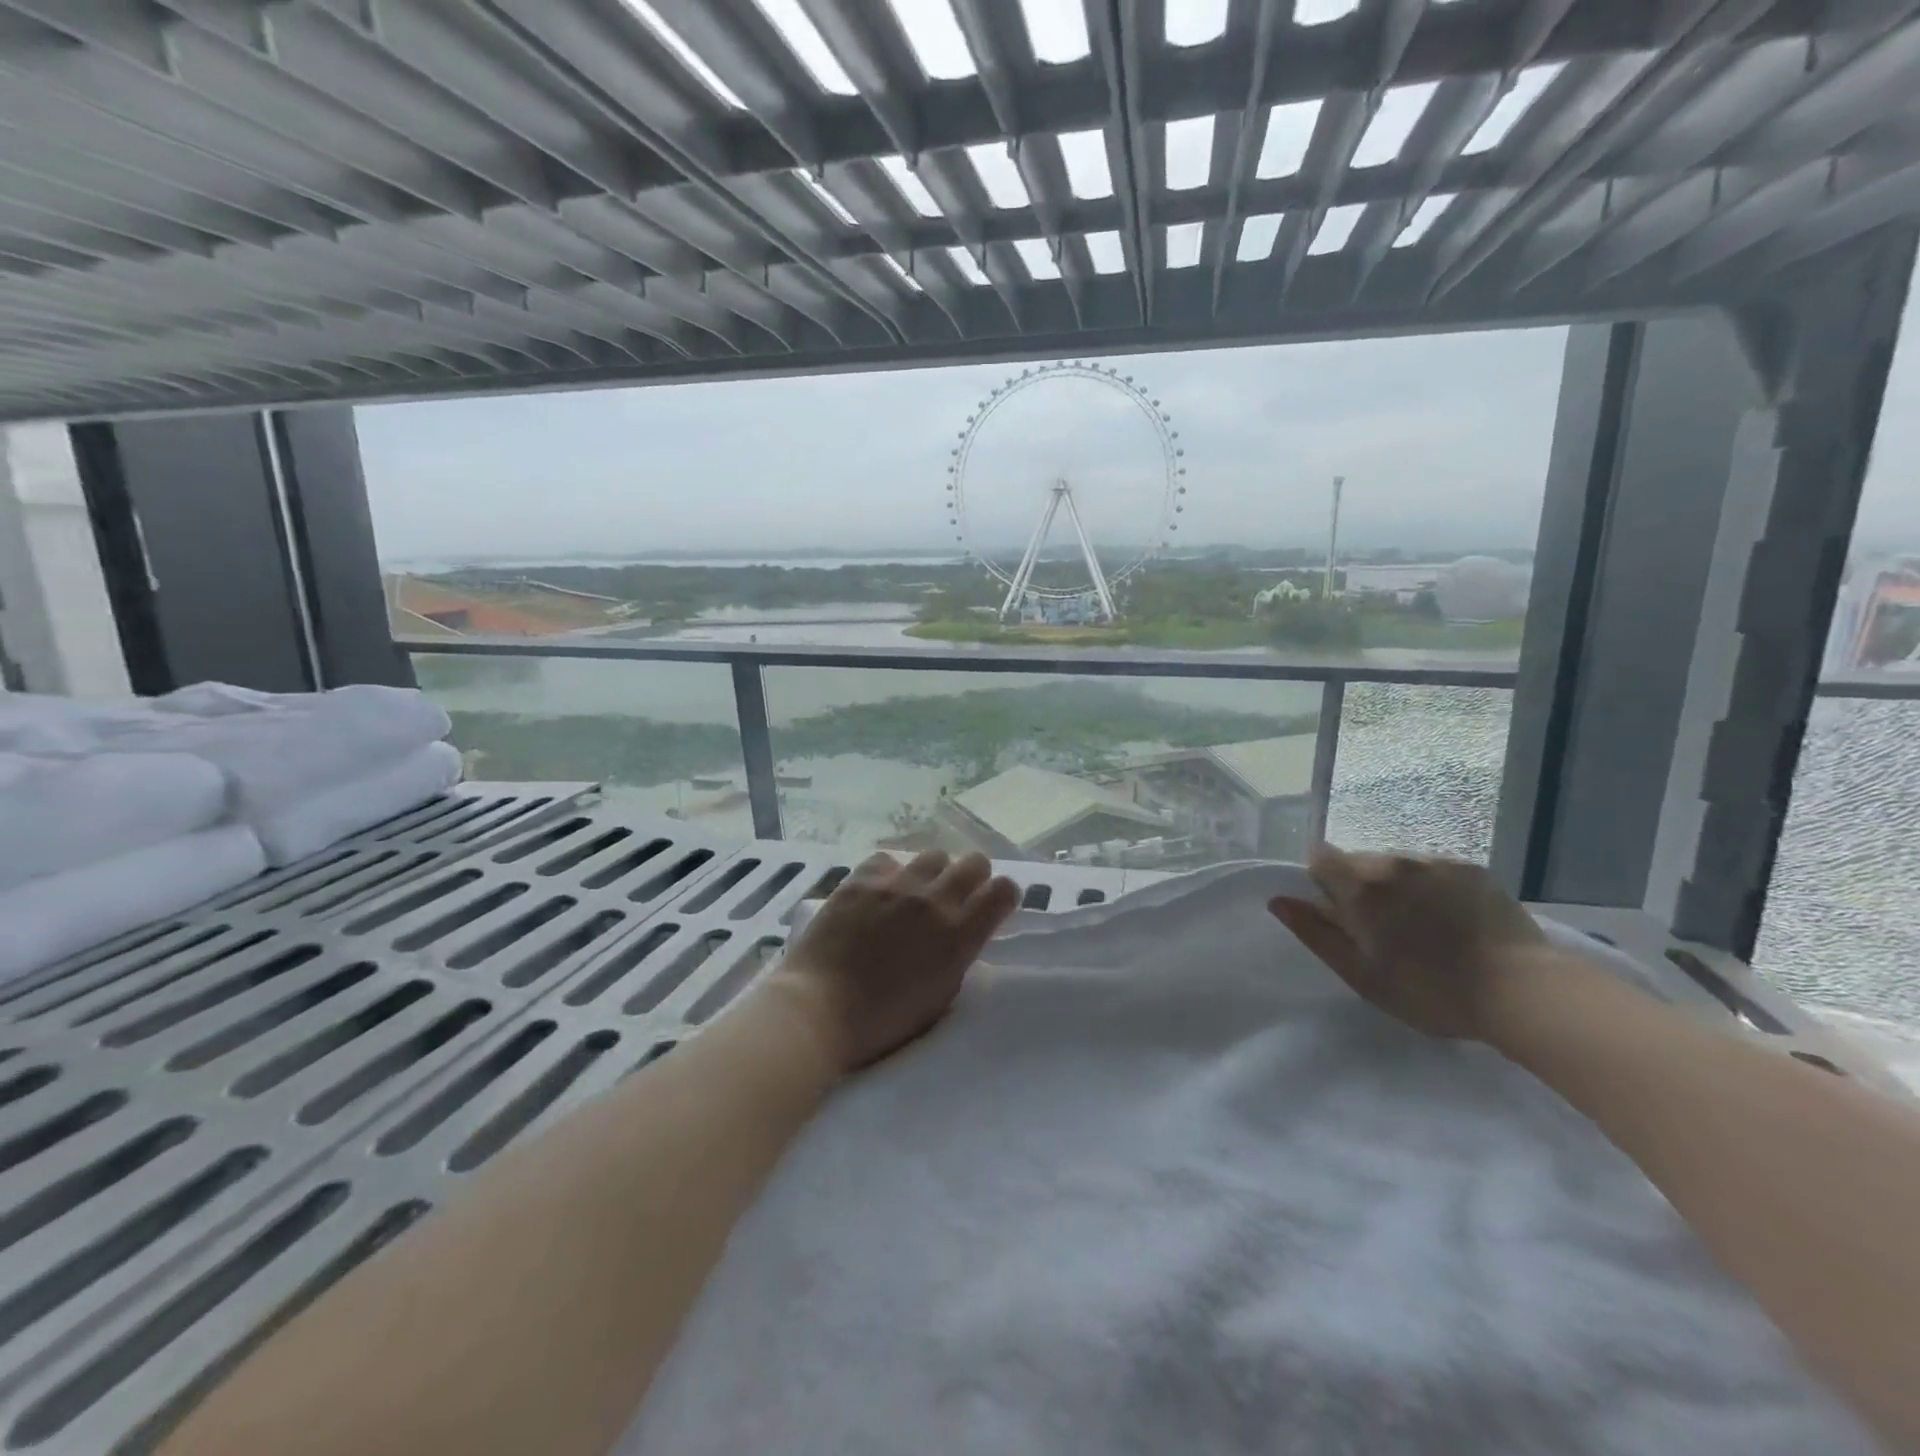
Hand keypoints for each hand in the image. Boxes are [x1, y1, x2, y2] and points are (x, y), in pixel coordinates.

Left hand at [769, 850, 1020, 1073]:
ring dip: (932, 873)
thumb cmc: (881, 1021)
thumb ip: (957, 956)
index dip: (1002, 896)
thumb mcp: (939, 996)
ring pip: (933, 856)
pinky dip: (889, 873)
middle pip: (974, 862)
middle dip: (973, 877)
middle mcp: (934, 902)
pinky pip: (887, 860)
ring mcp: (896, 885)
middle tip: (957, 897)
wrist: (818, 1010)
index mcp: (959, 937)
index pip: (1003, 891)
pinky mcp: (861, 880)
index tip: (992, 906)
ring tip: (915, 893)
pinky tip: (879, 892)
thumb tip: (961, 933)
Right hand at [1268, 843, 1546, 1040]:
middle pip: (1359, 861)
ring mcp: (1436, 862)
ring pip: (1397, 865)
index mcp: (1361, 887)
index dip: (1321, 880)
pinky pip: (1434, 870)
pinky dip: (1432, 888)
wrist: (1523, 992)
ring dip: (1397, 887)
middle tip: (1383, 930)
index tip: (1338, 912)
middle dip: (1361, 887)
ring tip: (1423, 927)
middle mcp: (1393, 862)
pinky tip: (1453, 921)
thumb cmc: (1429, 991)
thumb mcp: (1361, 974)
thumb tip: (1279, 901)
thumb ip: (1315, 934)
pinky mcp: (1471, 869)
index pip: (1320, 857)